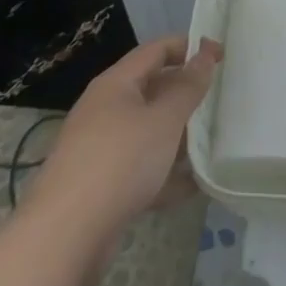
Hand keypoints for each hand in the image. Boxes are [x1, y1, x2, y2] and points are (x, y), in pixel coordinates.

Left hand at [20, 36, 219, 280]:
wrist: (63, 238)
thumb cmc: (120, 161)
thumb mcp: (164, 119)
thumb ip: (188, 86)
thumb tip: (205, 54)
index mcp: (116, 84)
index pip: (157, 50)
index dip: (190, 47)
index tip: (222, 56)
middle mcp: (105, 110)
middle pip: (153, 90)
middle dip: (186, 94)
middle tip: (220, 100)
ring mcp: (101, 149)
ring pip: (148, 131)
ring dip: (179, 136)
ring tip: (213, 142)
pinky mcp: (102, 185)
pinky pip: (141, 168)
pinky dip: (166, 173)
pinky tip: (193, 186)